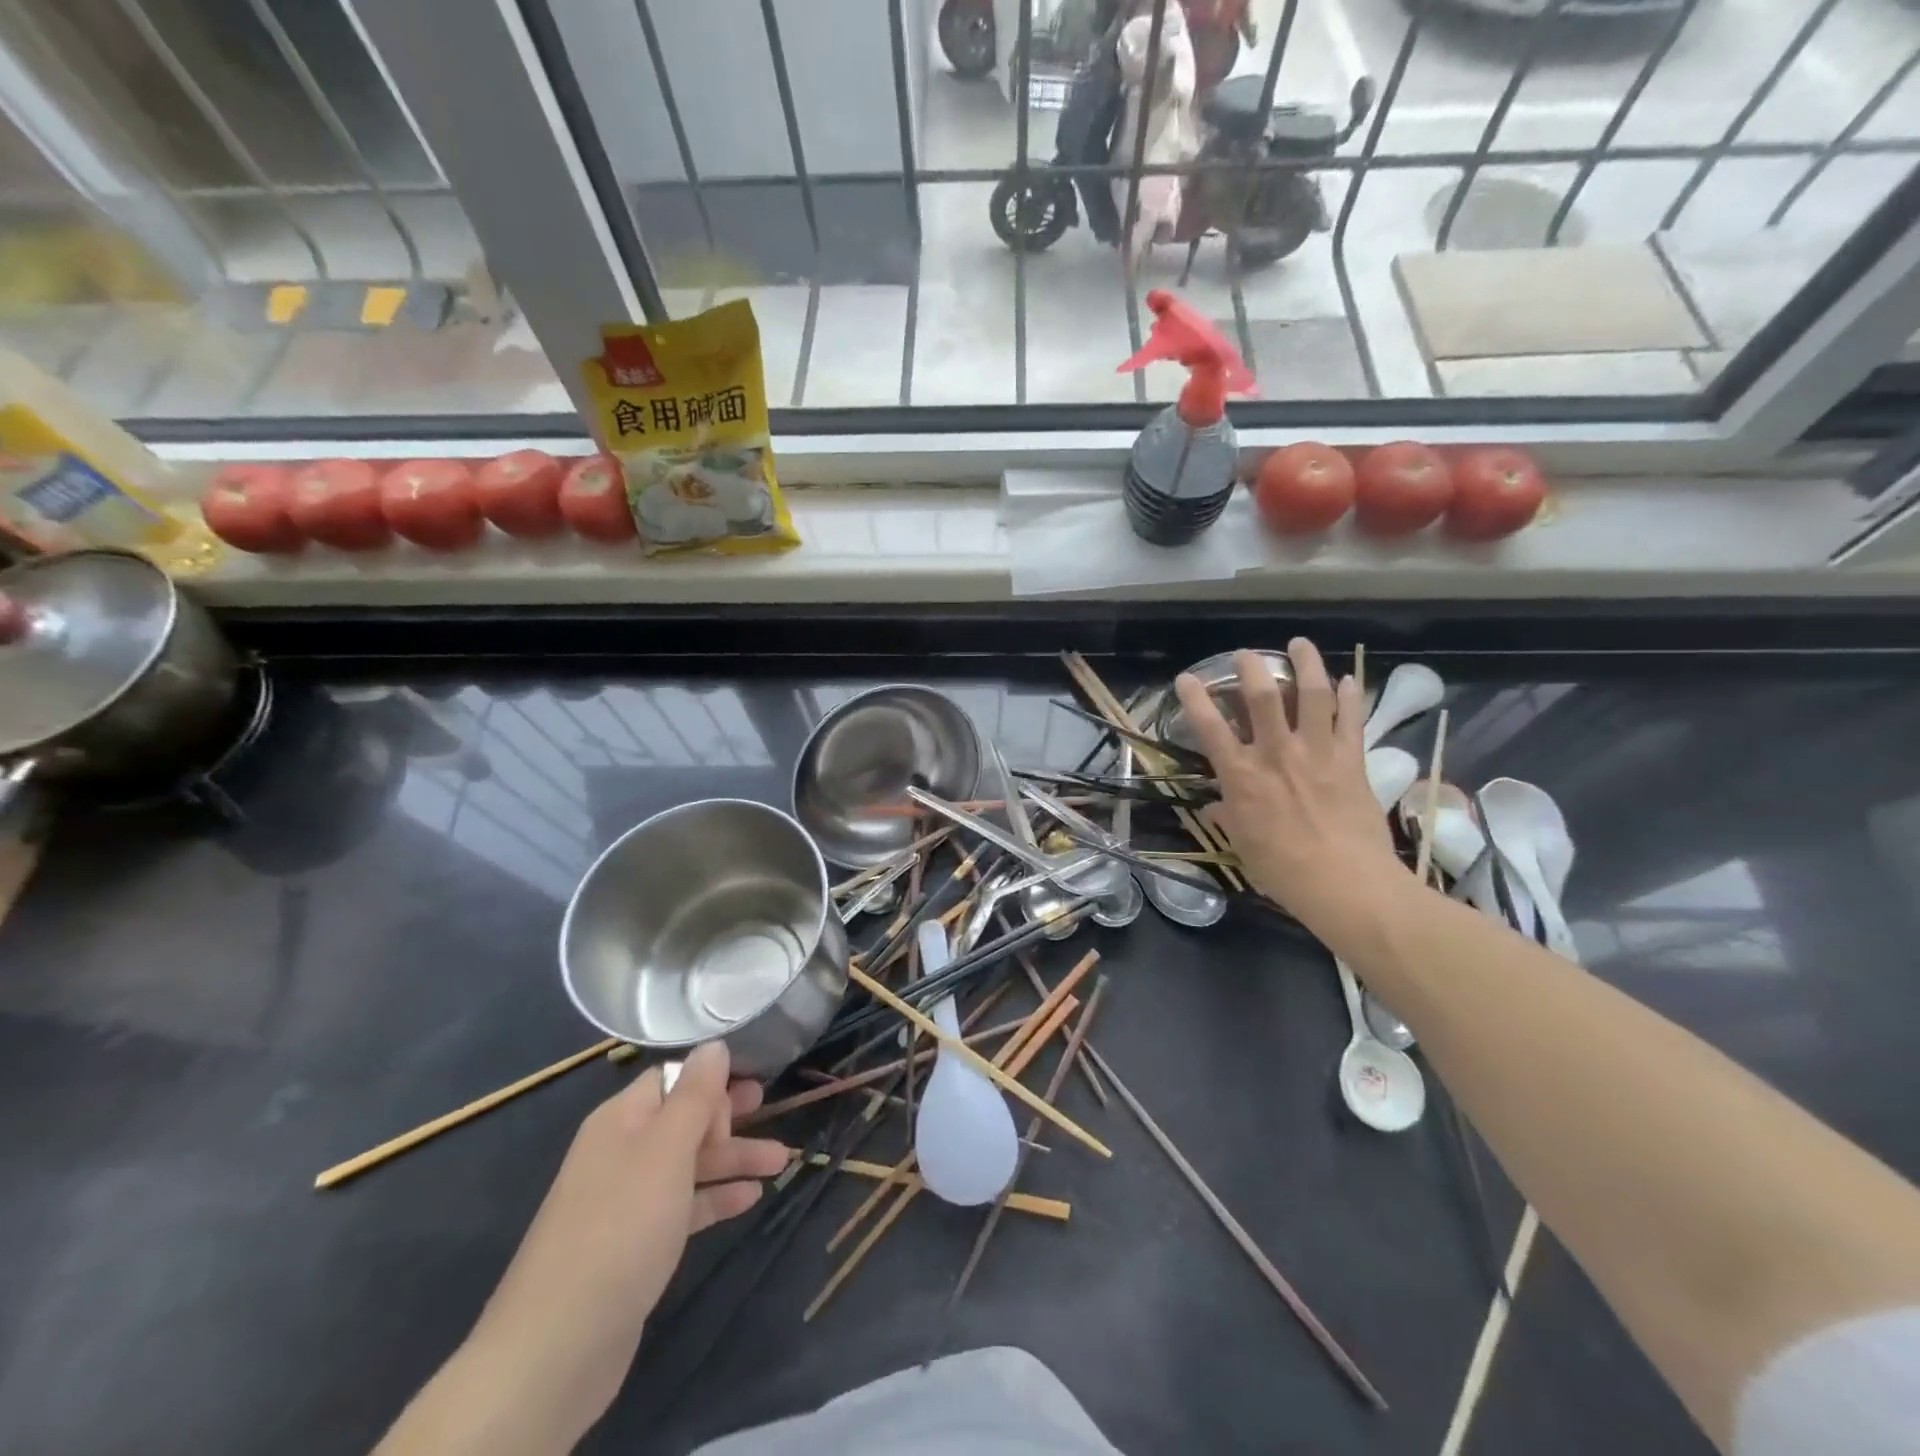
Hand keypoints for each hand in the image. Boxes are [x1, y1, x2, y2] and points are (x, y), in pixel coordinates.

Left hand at [447, 1043, 787, 1450]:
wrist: (558, 1346)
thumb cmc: (620, 1226)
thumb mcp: (665, 1149)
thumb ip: (695, 1095)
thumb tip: (714, 1045)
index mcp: (621, 1120)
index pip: (671, 1078)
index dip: (710, 1079)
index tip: (751, 1085)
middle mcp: (621, 1152)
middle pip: (683, 1120)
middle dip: (729, 1116)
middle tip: (771, 1109)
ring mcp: (627, 1201)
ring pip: (689, 1164)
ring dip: (734, 1159)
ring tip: (782, 1160)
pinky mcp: (635, 1245)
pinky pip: (683, 1206)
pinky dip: (716, 1198)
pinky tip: (751, 1199)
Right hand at [1175, 640, 1405, 942]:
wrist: (1345, 883)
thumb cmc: (1282, 869)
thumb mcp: (1243, 844)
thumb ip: (1229, 817)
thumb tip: (1215, 807)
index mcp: (1242, 776)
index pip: (1210, 727)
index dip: (1195, 698)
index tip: (1187, 678)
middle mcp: (1276, 754)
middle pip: (1262, 696)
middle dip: (1251, 667)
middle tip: (1246, 653)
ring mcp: (1317, 752)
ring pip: (1312, 694)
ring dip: (1306, 663)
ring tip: (1299, 644)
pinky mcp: (1351, 760)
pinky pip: (1351, 719)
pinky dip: (1350, 696)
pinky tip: (1349, 679)